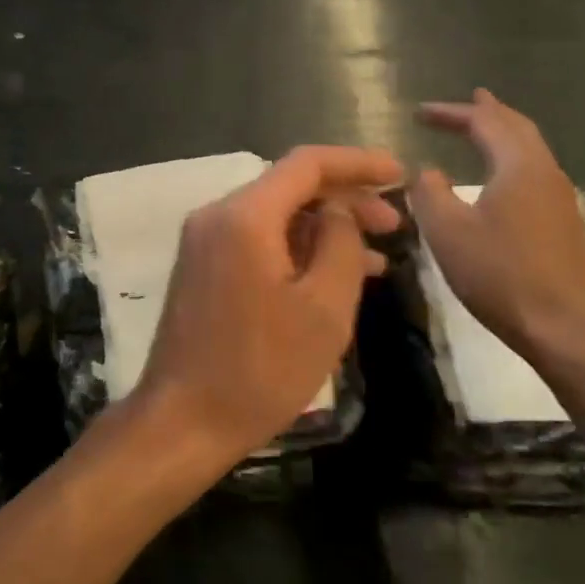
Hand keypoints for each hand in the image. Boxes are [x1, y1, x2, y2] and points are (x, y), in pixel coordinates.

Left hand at [136, 145, 403, 466]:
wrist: (183, 421)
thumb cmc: (261, 369)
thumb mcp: (323, 308)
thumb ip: (341, 244)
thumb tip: (339, 211)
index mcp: (244, 216)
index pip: (307, 164)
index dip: (358, 162)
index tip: (400, 174)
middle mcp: (216, 216)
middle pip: (289, 187)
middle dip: (345, 200)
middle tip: (395, 226)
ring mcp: (203, 242)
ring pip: (274, 215)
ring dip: (323, 228)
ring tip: (377, 256)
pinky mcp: (202, 268)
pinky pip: (256, 240)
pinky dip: (296, 249)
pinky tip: (332, 275)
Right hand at [408, 91, 584, 363]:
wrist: (560, 324)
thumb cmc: (498, 272)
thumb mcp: (446, 230)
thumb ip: (430, 192)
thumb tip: (427, 171)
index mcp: (518, 166)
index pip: (484, 122)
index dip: (451, 112)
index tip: (419, 112)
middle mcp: (545, 172)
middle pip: (517, 127)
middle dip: (488, 112)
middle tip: (468, 99)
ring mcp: (560, 197)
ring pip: (530, 149)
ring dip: (504, 133)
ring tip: (485, 127)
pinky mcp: (563, 221)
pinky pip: (534, 171)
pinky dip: (512, 157)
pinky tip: (501, 174)